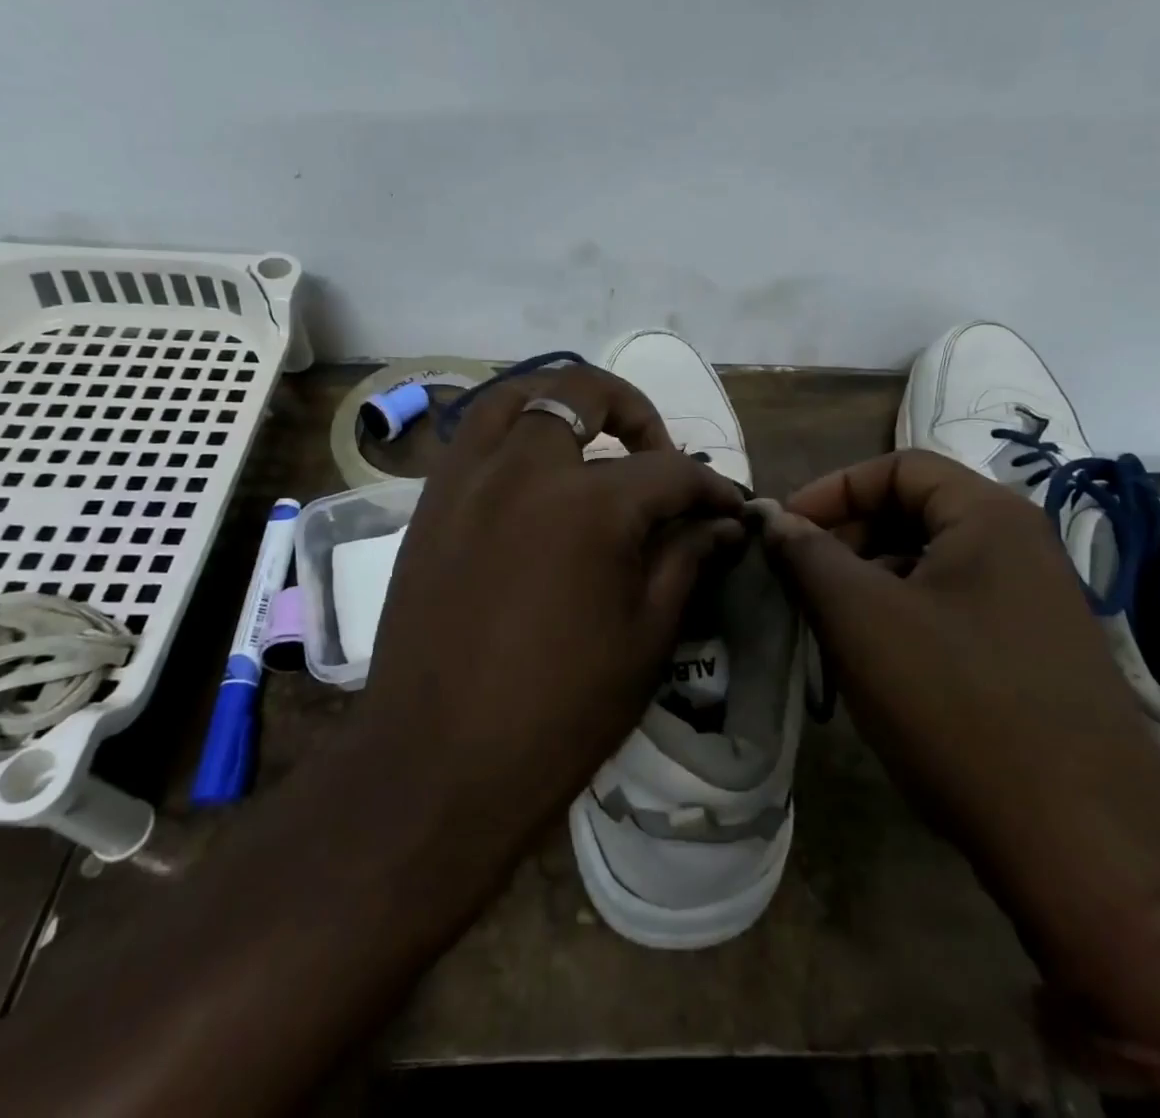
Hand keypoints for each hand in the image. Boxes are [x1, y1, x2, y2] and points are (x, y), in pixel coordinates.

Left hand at [356, 364, 745, 873]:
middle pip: (582, 393)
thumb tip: (721, 525)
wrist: (439, 766)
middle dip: (635, 412)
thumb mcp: (645, 636)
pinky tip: (533, 479)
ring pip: (514, 397)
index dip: (711, 487)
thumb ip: (685, 560)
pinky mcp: (430, 506)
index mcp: (588, 505)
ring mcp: (466, 481)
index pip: (669, 471)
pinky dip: (512, 435)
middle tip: (656, 453)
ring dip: (561, 405)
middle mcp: (523, 470)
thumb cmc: (559, 712)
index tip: (729, 506)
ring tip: (589, 442)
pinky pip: (473, 439)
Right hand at [755, 451, 1159, 1036]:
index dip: (832, 489)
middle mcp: (1024, 546)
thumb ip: (808, 555)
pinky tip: (881, 665)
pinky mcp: (1039, 654)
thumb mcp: (862, 619)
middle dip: (849, 537)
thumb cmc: (957, 705)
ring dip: (872, 582)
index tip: (784, 530)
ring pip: (933, 565)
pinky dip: (907, 618)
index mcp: (990, 517)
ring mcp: (1038, 603)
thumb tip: (771, 517)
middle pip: (917, 512)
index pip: (898, 466)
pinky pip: (957, 609)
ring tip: (832, 627)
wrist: (1084, 848)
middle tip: (803, 581)